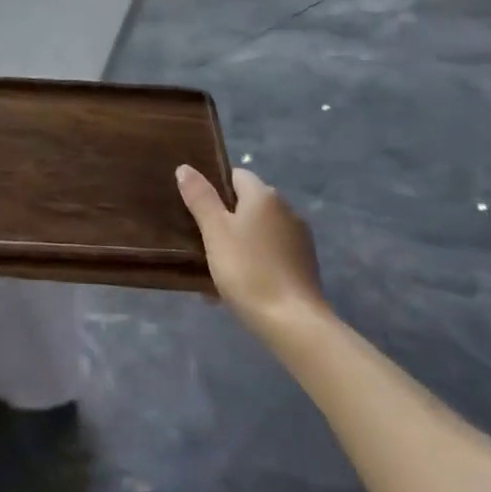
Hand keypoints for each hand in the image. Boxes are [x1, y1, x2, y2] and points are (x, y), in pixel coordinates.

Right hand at [177, 165, 324, 335]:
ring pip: (259, 231)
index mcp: (264, 195)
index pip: (235, 175)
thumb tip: (185, 167)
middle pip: (248, 204)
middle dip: (225, 219)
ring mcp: (299, 238)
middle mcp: (286, 209)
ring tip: (218, 270)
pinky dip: (256, 261)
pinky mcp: (305, 265)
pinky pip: (272, 253)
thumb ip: (200, 197)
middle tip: (202, 242)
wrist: (295, 324)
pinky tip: (242, 286)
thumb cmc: (248, 271)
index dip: (214, 188)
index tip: (196, 210)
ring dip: (240, 242)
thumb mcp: (215, 232)